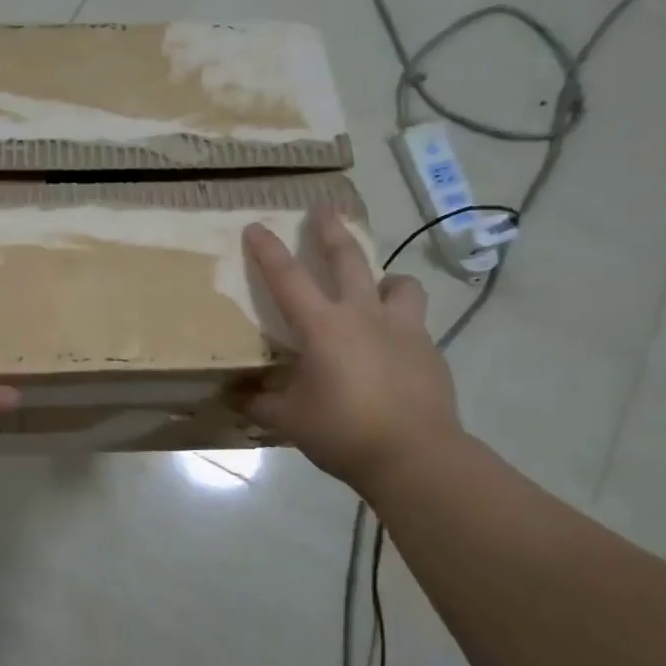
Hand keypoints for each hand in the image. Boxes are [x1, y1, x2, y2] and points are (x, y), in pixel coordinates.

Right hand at [236, 207, 462, 490]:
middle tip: (325, 209)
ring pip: (399, 283)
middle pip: (348, 260)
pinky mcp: (430, 350)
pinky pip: (416, 322)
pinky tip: (394, 347)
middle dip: (332, 231)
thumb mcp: (289, 420)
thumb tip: (235, 396)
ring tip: (379, 286)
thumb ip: (260, 402)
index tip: (256, 226)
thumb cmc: (343, 432)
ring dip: (385, 278)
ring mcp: (403, 330)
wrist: (416, 456)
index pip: (288, 279)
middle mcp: (363, 316)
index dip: (268, 251)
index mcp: (323, 327)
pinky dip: (402, 323)